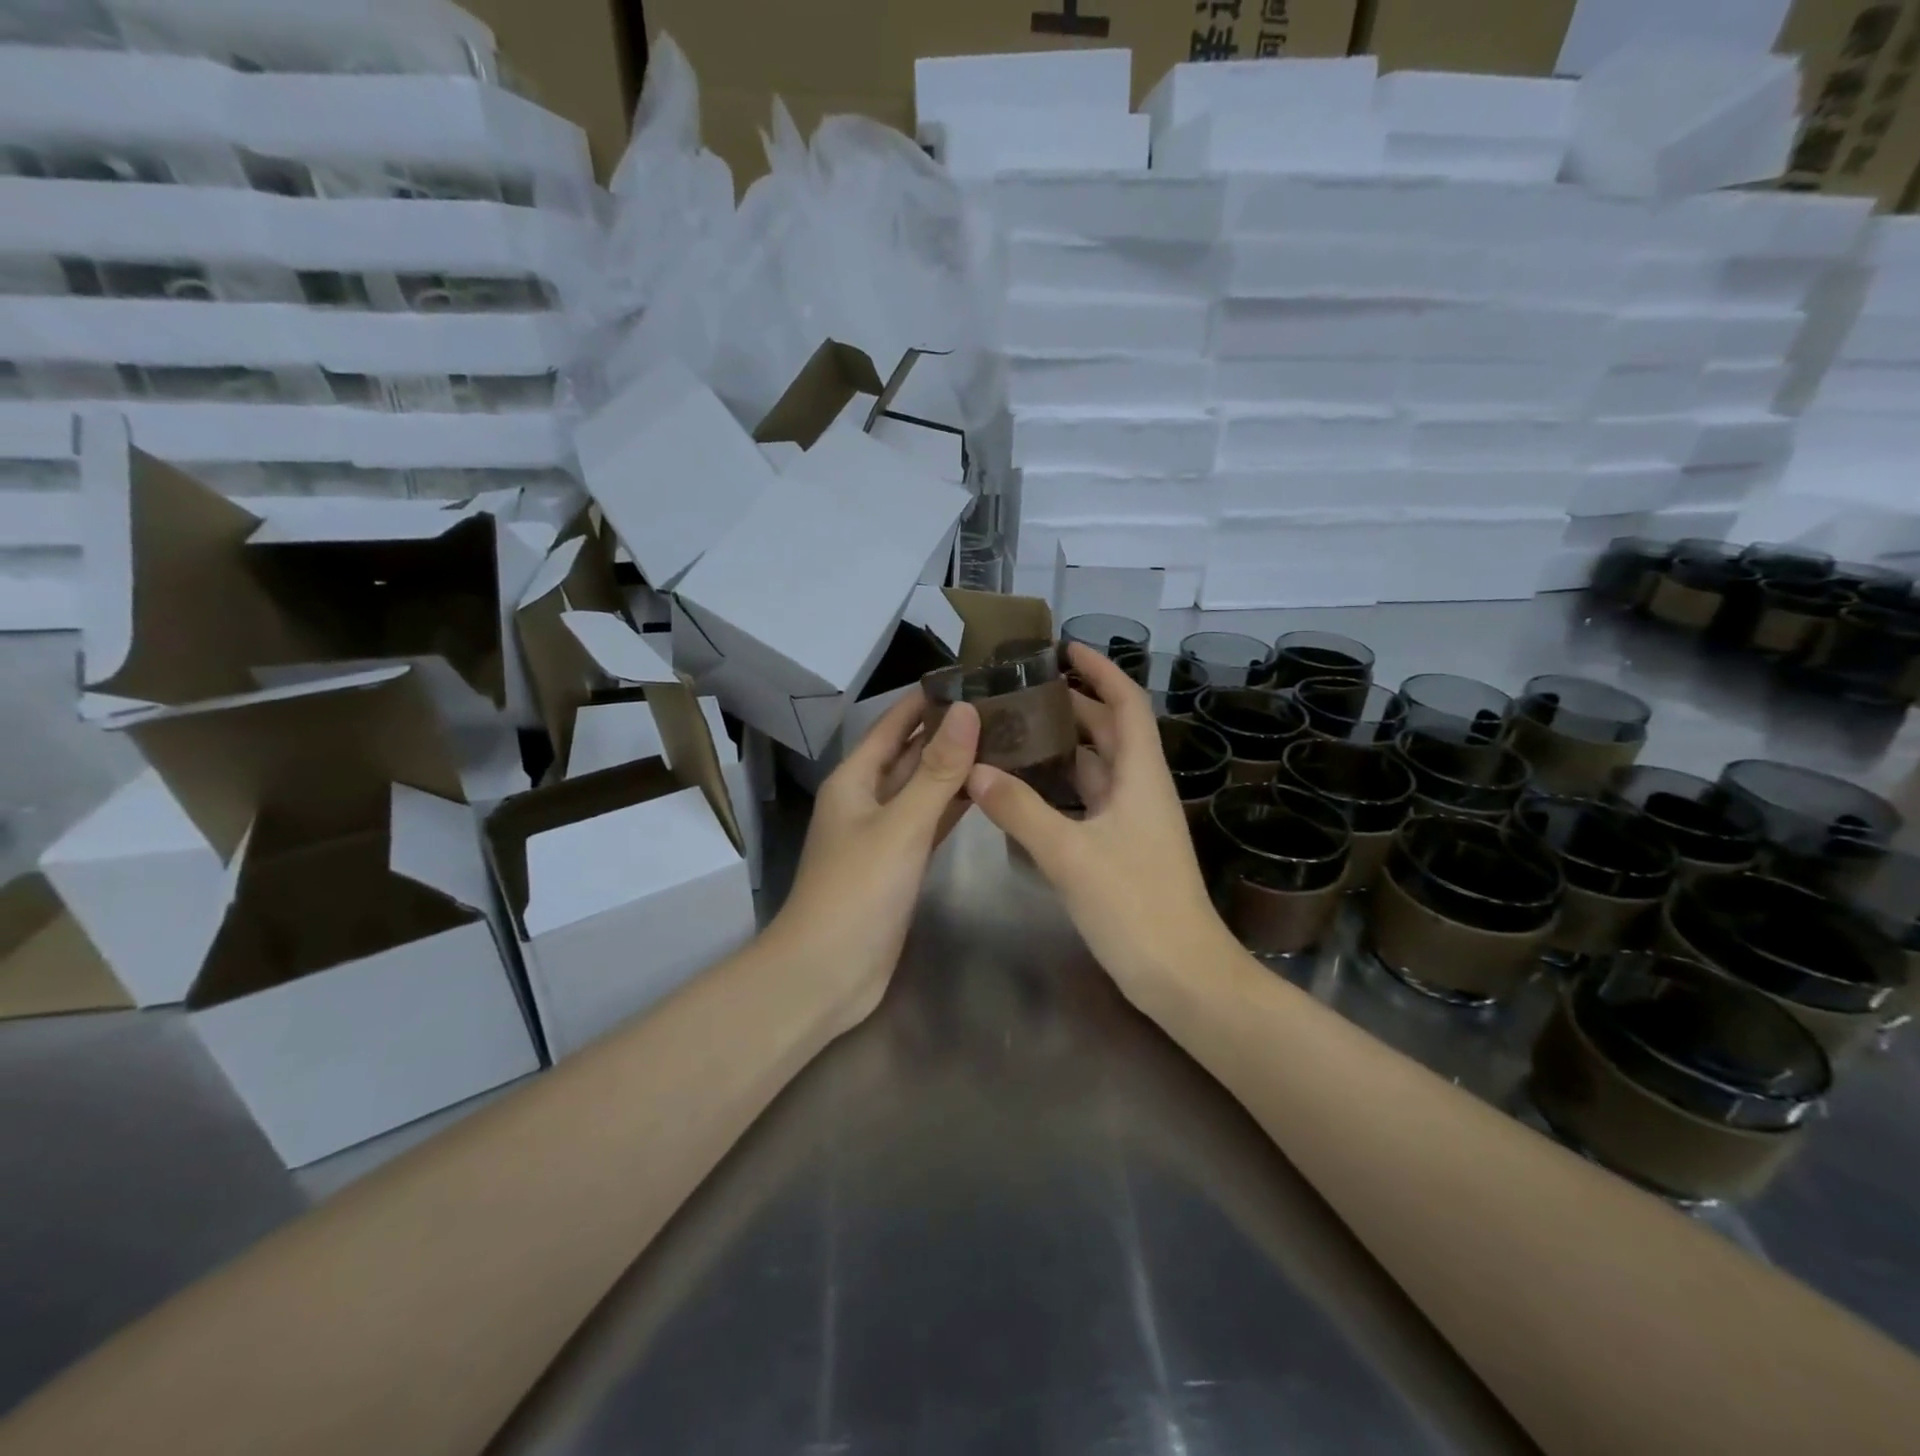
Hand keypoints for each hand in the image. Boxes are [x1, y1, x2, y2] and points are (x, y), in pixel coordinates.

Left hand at [765, 690, 979, 1030]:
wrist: (828, 972)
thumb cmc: (857, 890)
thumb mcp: (901, 824)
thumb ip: (937, 771)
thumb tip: (966, 711)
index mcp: (854, 780)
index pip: (892, 725)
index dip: (924, 701)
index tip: (968, 678)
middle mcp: (866, 799)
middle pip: (909, 755)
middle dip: (947, 732)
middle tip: (1000, 709)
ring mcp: (883, 834)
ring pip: (923, 789)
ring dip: (955, 768)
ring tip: (1003, 741)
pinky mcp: (899, 864)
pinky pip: (930, 822)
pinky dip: (954, 806)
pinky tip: (986, 792)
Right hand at [966, 645, 1236, 1005]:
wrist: (1182, 976)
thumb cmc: (1136, 906)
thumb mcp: (1071, 854)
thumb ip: (1021, 810)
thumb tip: (975, 771)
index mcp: (1140, 776)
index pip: (1125, 703)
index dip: (1100, 670)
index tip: (1065, 647)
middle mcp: (1139, 790)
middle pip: (1108, 731)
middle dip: (1072, 703)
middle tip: (1021, 689)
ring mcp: (1131, 822)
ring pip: (1096, 768)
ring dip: (1062, 746)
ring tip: (1014, 729)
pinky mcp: (1120, 850)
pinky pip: (1087, 802)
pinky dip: (1060, 787)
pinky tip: (1025, 788)